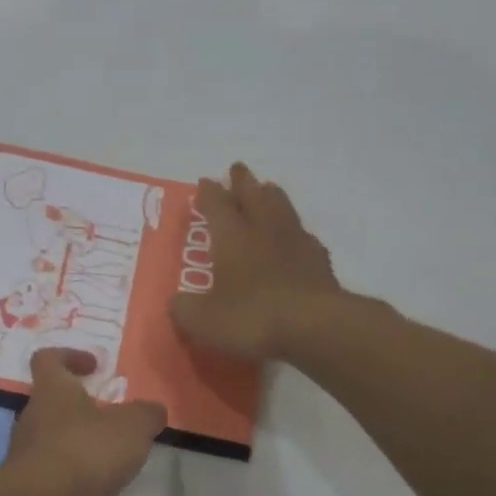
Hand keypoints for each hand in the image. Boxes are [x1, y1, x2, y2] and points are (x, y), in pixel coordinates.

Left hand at [0, 348, 165, 495]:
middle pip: (52, 400)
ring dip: (77, 440)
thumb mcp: (132, 427)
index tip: (95, 367)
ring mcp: (26, 451)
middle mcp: (32, 415)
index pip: (47, 358)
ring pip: (52, 435)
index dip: (69, 356)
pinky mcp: (28, 483)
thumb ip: (146, 414)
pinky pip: (52, 467)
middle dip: (81, 405)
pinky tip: (95, 482)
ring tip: (109, 455)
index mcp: (52, 389)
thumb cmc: (85, 451)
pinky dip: (72, 470)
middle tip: (111, 416)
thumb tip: (153, 410)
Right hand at [170, 162, 340, 361]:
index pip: (217, 205)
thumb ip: (185, 309)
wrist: (314, 326)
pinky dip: (295, 231)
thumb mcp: (204, 320)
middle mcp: (263, 231)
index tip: (205, 181)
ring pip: (282, 208)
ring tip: (268, 189)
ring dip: (272, 196)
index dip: (209, 193)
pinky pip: (304, 236)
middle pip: (253, 196)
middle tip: (237, 169)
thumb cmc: (251, 317)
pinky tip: (296, 237)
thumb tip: (176, 302)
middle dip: (243, 182)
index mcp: (231, 237)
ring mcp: (295, 243)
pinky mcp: (319, 261)